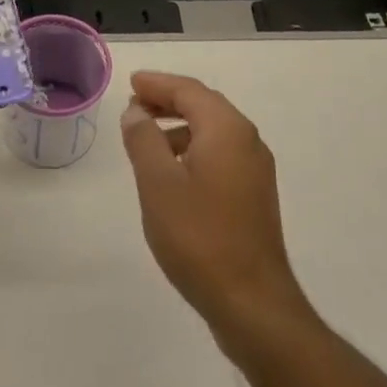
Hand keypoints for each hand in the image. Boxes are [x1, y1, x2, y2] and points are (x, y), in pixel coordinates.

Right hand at [119, 72, 311, 351]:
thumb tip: (136, 111)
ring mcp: (255, 170)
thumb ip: (143, 139)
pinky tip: (172, 174)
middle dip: (168, 101)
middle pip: (204, 106)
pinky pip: (220, 155)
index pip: (189, 91)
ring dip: (179, 127)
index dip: (157, 84)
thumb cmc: (199, 237)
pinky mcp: (255, 196)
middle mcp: (247, 141)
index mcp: (227, 130)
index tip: (131, 83)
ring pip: (213, 132)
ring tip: (146, 140)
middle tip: (135, 104)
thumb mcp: (158, 183)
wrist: (252, 304)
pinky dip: (193, 149)